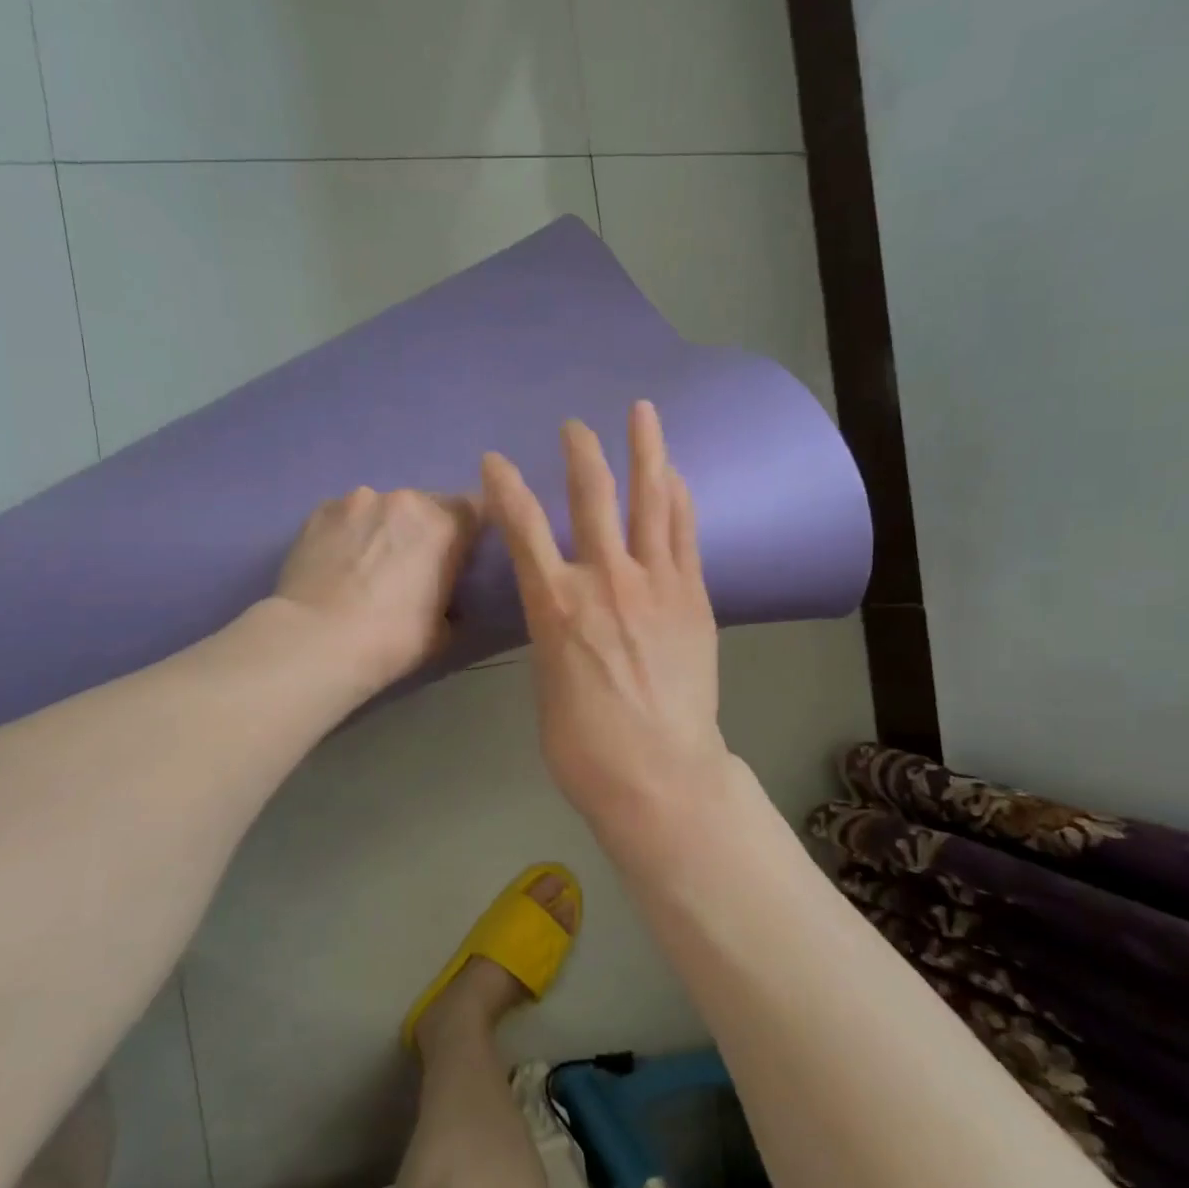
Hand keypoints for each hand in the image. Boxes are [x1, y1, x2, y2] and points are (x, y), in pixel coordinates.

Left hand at [274, 487, 480, 692]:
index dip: (469, 533)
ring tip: (367, 565)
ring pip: (383, 509)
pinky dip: (349, 533)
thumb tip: (446, 597)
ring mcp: (357, 500)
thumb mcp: (444, 631)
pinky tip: (338, 563)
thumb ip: (453, 600)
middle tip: (412, 566)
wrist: (315, 641)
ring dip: (384, 529)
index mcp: (444, 524)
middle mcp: (403, 500)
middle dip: (424, 530)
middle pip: (426, 505)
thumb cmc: (391, 640)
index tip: (461, 557)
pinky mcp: (320, 510)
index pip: (475, 509)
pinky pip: (347, 516)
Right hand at [483, 401, 728, 845]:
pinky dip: (679, 500)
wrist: (658, 775)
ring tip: (643, 412)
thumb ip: (554, 634)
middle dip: (580, 453)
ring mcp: (657, 585)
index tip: (495, 459)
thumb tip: (563, 613)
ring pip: (650, 501)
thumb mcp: (547, 684)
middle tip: (574, 426)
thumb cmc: (584, 746)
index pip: (522, 528)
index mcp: (555, 607)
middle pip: (591, 497)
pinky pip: (686, 535)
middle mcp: (605, 581)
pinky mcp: (694, 598)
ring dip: (645, 452)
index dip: (506, 487)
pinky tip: (676, 477)